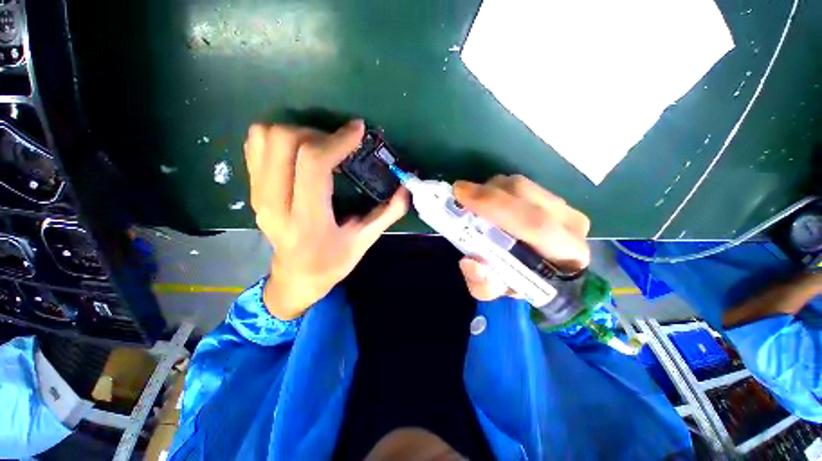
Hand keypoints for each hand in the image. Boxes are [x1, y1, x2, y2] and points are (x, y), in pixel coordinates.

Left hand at [244, 120, 408, 319]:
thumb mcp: (364, 242)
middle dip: (316, 133)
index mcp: (308, 221)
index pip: (314, 164)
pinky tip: (299, 152)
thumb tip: (406, 189)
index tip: (357, 130)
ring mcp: (258, 196)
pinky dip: (278, 139)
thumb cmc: (331, 263)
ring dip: (295, 132)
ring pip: (264, 137)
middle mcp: (275, 204)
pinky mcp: (251, 191)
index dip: (337, 140)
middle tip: (337, 144)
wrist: (295, 277)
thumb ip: (387, 214)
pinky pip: (255, 146)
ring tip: (318, 147)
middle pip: (284, 141)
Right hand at [453, 175, 590, 300]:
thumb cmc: (518, 282)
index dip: (495, 206)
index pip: (535, 224)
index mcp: (566, 255)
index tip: (461, 195)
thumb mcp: (496, 291)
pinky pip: (519, 185)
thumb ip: (484, 284)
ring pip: (520, 185)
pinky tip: (486, 201)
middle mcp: (571, 225)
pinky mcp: (553, 197)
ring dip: (490, 190)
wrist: (540, 272)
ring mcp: (564, 207)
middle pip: (525, 194)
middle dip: (486, 193)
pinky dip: (496, 188)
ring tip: (473, 203)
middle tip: (459, 193)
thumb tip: (470, 262)